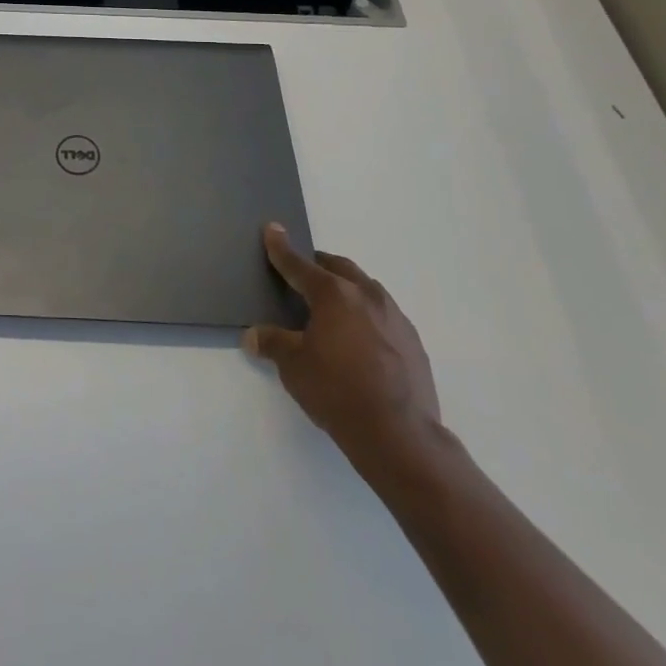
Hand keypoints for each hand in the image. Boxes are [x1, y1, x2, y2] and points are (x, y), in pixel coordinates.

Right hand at [242, 224, 443, 477]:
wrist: (400, 436)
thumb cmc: (337, 392)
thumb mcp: (293, 366)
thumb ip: (272, 343)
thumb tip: (253, 335)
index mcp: (333, 294)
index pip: (298, 264)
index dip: (281, 247)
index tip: (273, 229)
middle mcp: (366, 294)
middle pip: (337, 267)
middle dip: (318, 266)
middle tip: (302, 274)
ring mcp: (394, 316)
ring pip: (365, 287)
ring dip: (346, 288)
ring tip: (333, 308)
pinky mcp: (413, 340)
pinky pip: (384, 313)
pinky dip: (367, 314)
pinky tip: (361, 339)